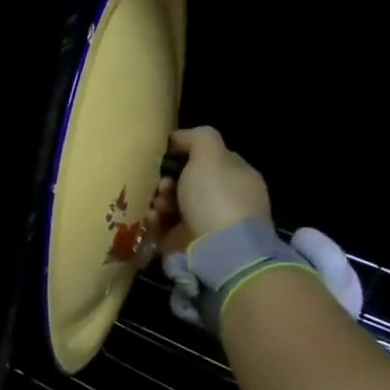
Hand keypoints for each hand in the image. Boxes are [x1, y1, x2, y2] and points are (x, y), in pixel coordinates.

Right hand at [153, 125, 271, 241]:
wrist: (220, 251)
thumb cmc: (216, 198)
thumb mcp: (211, 155)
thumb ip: (198, 138)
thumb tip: (179, 138)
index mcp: (236, 176)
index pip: (209, 158)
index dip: (186, 153)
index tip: (166, 156)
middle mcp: (224, 199)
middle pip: (187, 181)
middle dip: (168, 179)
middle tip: (161, 184)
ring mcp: (207, 223)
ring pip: (173, 203)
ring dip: (159, 199)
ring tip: (156, 204)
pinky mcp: (187, 242)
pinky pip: (164, 225)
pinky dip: (155, 220)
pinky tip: (153, 218)